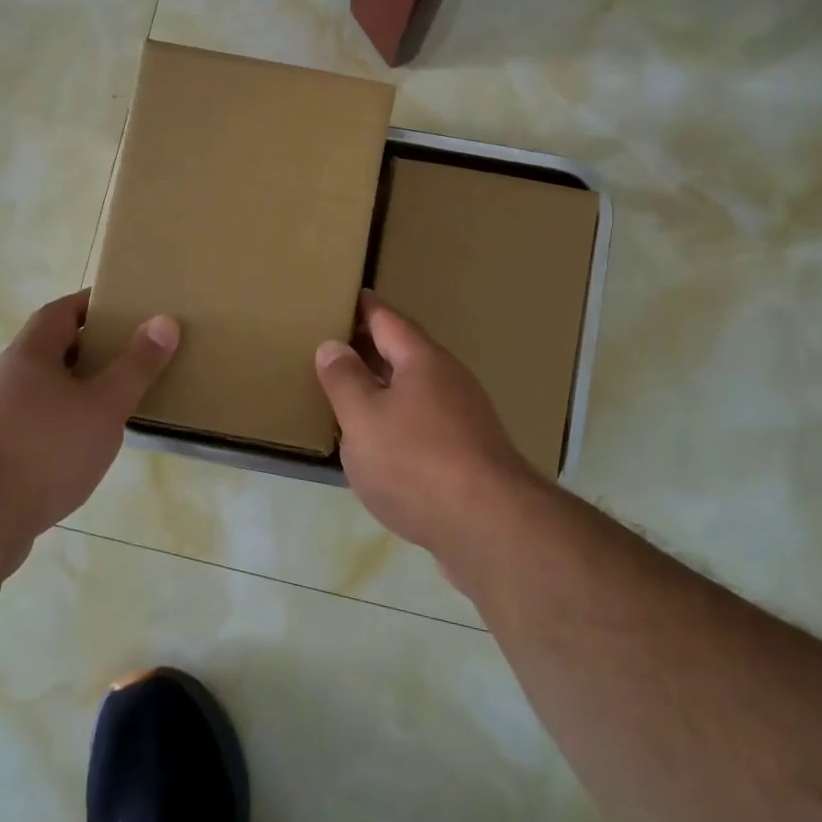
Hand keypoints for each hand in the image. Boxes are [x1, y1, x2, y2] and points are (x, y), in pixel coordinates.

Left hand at [0, 291, 177, 537]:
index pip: (60, 311)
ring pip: (38, 390)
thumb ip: (136, 366)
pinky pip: (29, 424)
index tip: (122, 306)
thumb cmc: (45, 449)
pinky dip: (57, 424)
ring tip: (109, 405)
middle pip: (48, 350)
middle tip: (126, 356)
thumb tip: (164, 320)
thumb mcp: (104, 405)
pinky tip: (78, 449)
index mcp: (28, 354)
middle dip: (86, 350)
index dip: (90, 304)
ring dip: (71, 390)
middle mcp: (2, 377)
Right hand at [314, 292, 539, 562]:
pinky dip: (400, 421)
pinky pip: (426, 423)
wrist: (489, 526)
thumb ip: (344, 380)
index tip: (347, 296)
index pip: (388, 320)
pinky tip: (384, 443)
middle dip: (373, 348)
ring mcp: (465, 418)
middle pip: (406, 353)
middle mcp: (449, 380)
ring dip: (387, 387)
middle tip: (336, 344)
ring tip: (353, 393)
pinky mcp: (470, 454)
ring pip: (417, 390)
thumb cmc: (415, 461)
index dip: (365, 308)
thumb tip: (332, 345)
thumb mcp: (363, 418)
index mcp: (423, 360)